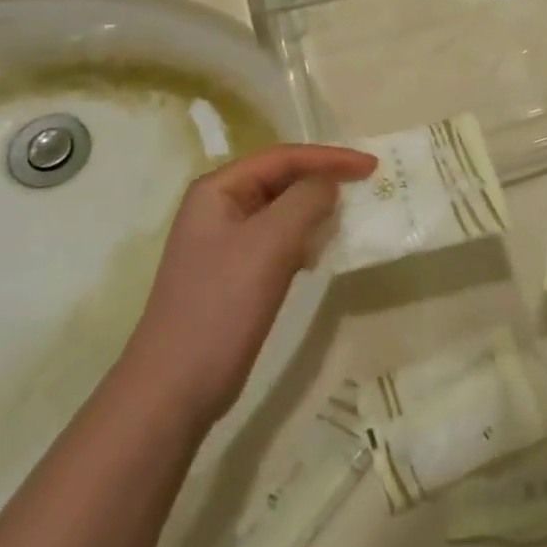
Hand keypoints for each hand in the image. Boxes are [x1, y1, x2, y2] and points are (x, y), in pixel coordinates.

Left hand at [120, 144, 376, 427]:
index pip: (282, 157)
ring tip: (352, 213)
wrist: (175, 389)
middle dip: (323, 179)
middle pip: (281, 179)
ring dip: (316, 209)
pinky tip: (323, 251)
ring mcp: (226, 242)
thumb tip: (330, 182)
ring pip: (282, 211)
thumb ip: (305, 200)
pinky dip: (305, 238)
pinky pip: (278, 241)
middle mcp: (219, 207)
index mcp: (218, 189)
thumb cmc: (220, 306)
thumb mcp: (269, 244)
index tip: (371, 167)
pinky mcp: (236, 273)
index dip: (329, 157)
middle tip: (367, 186)